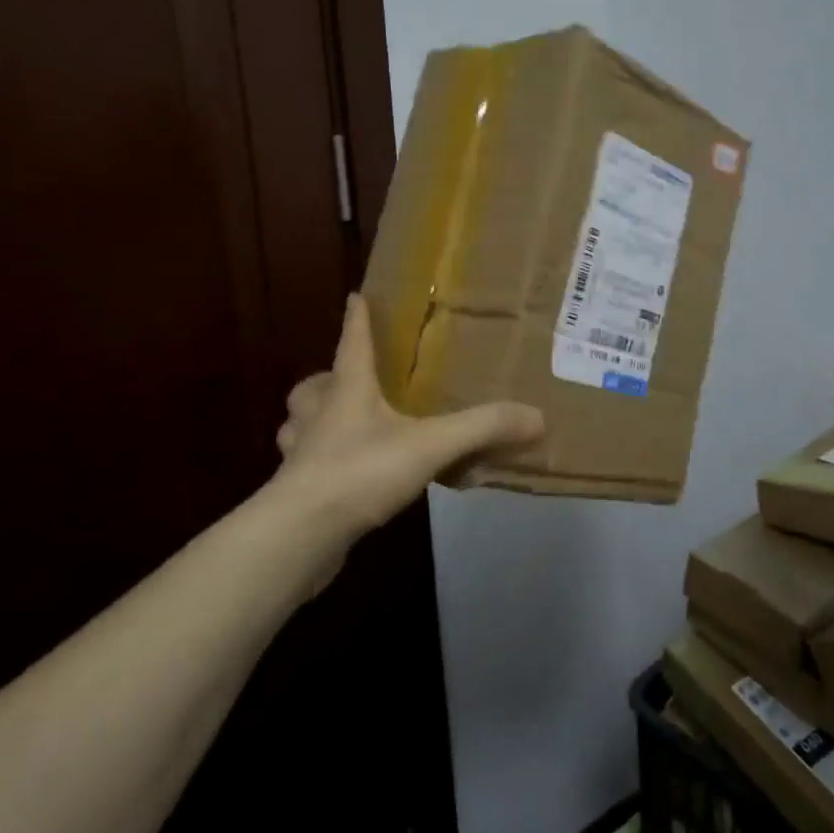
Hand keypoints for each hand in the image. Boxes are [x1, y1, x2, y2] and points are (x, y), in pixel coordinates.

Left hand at [275, 294, 544, 547]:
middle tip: (349, 382)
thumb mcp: (431, 445)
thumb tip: (537, 417)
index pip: (352, 342)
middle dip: (327, 379)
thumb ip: (482, 429)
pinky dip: (323, 466)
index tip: (355, 296)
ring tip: (345, 429)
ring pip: (299, 427)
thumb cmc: (360, 471)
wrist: (298, 536)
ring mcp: (302, 455)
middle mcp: (318, 415)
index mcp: (347, 390)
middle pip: (313, 386)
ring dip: (316, 422)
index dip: (357, 318)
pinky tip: (349, 482)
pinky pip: (307, 468)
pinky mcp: (296, 493)